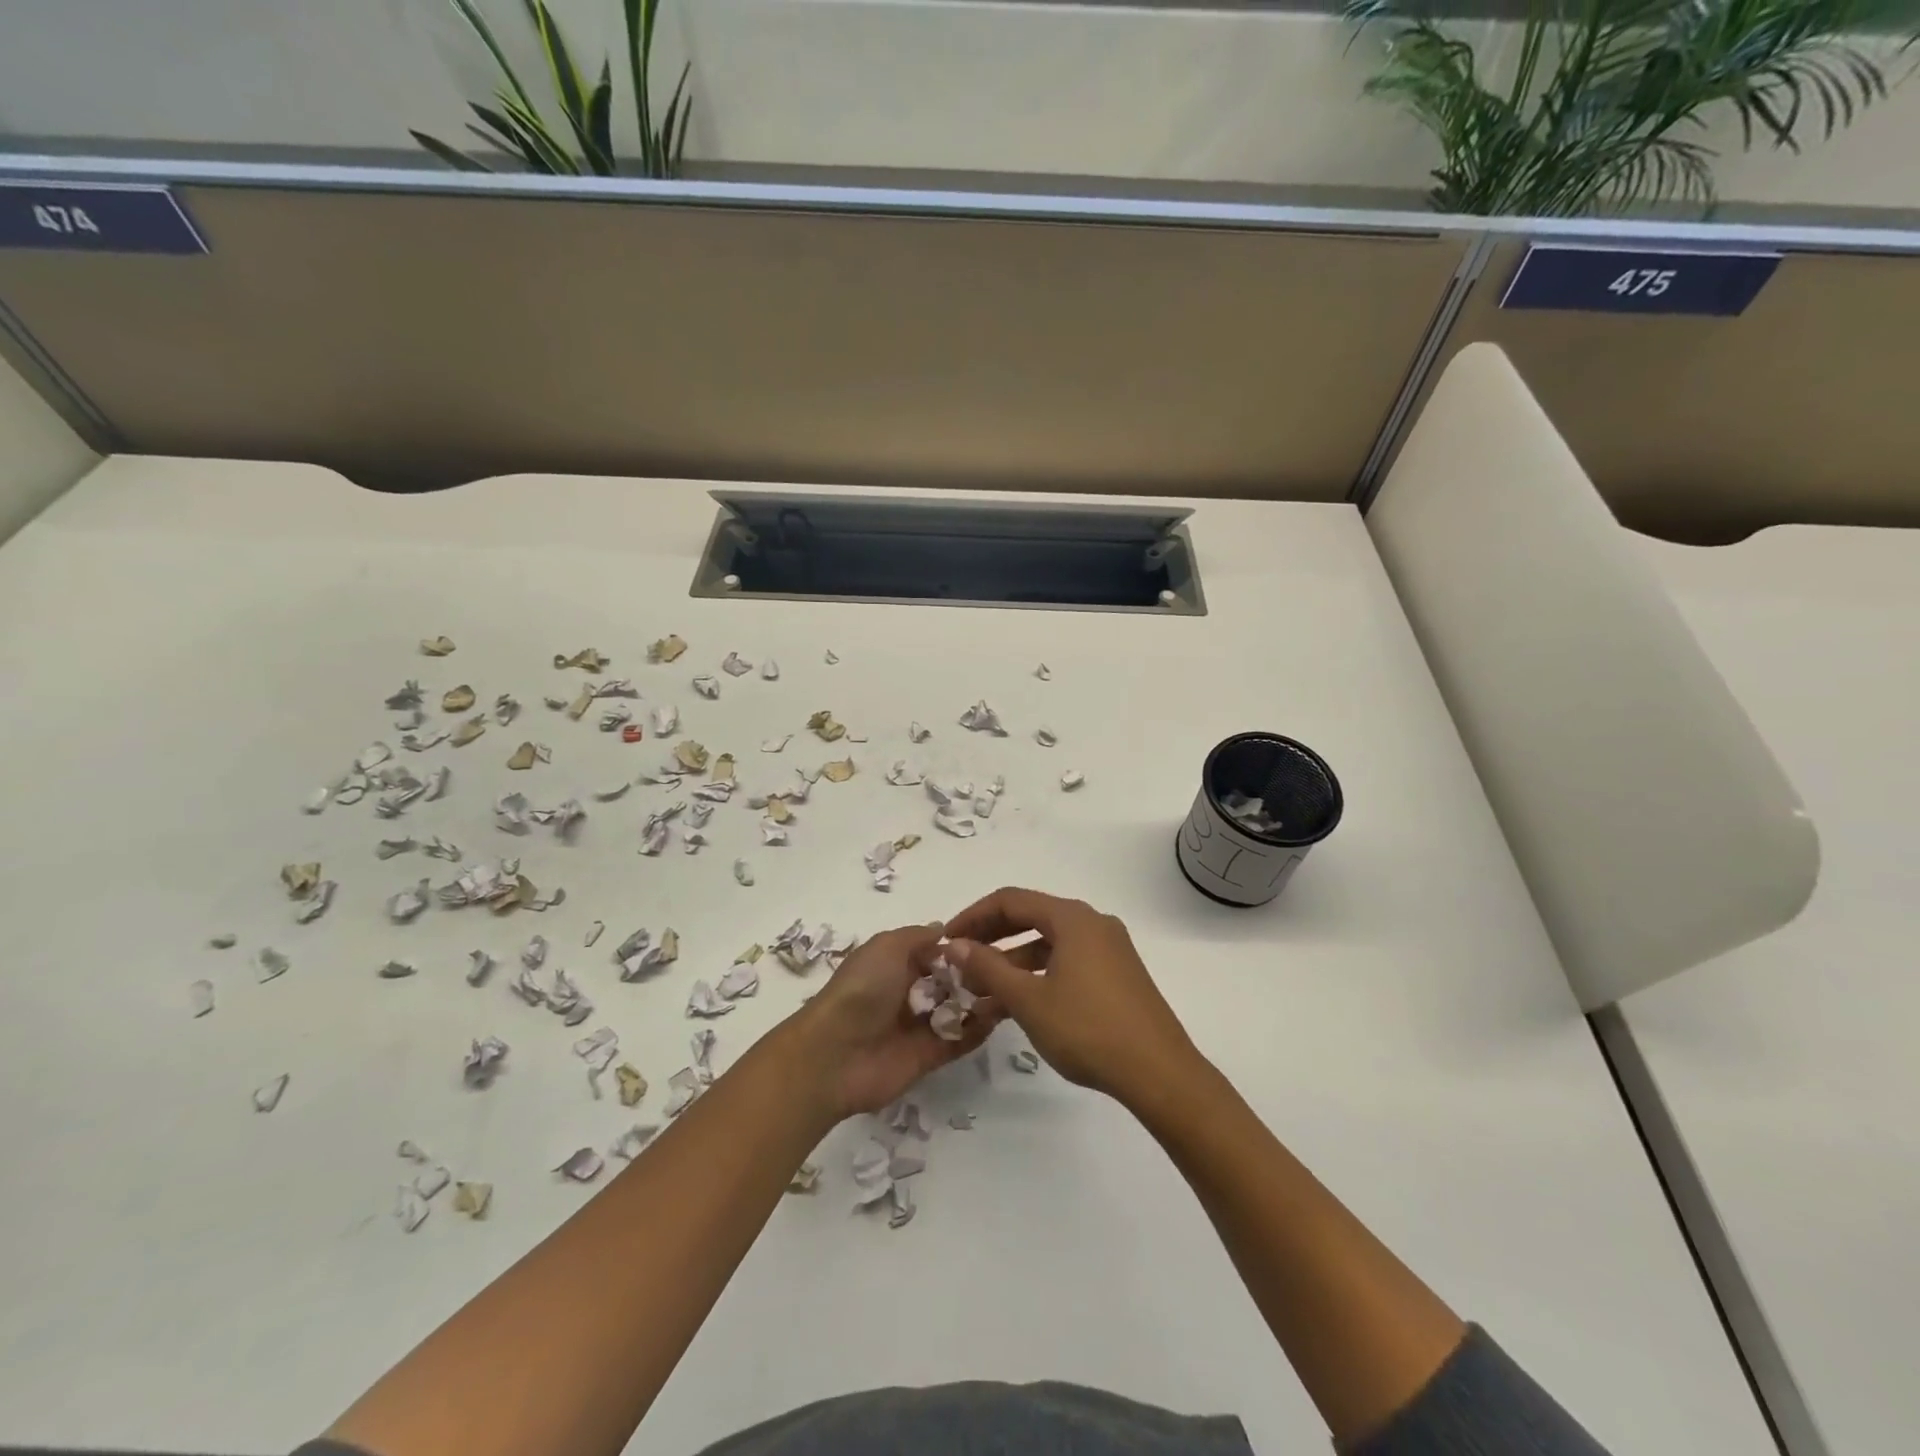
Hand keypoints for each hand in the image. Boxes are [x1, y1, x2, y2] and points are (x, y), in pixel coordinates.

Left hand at [791, 923, 1004, 1119]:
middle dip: (975, 974)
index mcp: (894, 964)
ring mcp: (918, 1026)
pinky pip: (959, 1040)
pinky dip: (978, 1029)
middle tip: (1007, 966)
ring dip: (981, 1000)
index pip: (934, 953)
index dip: (959, 948)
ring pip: (957, 1010)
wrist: (835, 1055)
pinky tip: (1000, 1015)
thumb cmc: (862, 989)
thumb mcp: (887, 947)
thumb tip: (944, 930)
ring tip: (1010, 988)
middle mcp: (907, 993)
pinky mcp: (928, 1057)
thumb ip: (918, 937)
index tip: (991, 941)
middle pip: (949, 981)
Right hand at [944, 887, 1199, 1109]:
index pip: (1011, 900)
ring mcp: (1109, 948)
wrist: (1160, 1073)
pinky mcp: (1117, 974)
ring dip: (1012, 961)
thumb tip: (955, 945)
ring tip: (981, 992)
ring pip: (1048, 943)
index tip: (946, 940)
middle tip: (960, 962)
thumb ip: (988, 967)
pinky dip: (1038, 974)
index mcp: (1072, 918)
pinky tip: (1017, 1004)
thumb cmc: (1088, 1030)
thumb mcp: (1029, 999)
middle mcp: (1092, 923)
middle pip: (1030, 917)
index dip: (973, 917)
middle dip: (991, 938)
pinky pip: (1067, 961)